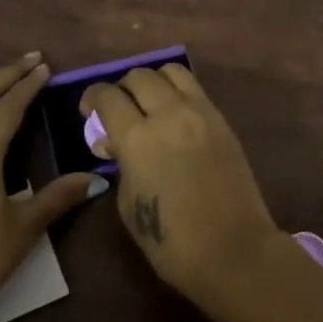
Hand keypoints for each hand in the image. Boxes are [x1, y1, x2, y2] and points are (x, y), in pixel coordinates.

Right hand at [78, 64, 282, 305]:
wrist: (233, 250)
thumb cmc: (171, 241)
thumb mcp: (128, 204)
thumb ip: (121, 164)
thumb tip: (116, 144)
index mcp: (138, 138)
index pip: (108, 96)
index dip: (92, 98)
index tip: (89, 110)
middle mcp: (169, 114)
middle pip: (139, 76)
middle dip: (122, 88)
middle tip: (118, 109)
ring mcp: (201, 113)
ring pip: (172, 71)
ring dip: (154, 82)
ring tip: (149, 104)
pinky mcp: (223, 120)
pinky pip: (195, 90)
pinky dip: (178, 93)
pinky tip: (174, 116)